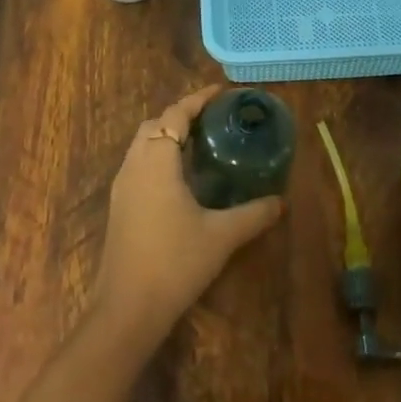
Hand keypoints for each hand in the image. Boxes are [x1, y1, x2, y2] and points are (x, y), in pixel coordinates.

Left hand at [91, 84, 286, 350]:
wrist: (127, 309)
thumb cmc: (175, 262)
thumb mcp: (222, 235)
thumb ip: (254, 214)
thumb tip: (281, 201)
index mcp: (157, 162)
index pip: (175, 115)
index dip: (198, 100)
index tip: (222, 92)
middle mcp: (134, 166)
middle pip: (154, 125)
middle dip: (181, 115)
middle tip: (213, 119)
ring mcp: (122, 188)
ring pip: (142, 145)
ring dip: (167, 136)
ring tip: (199, 143)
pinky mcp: (119, 208)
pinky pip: (138, 165)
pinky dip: (158, 156)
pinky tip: (181, 178)